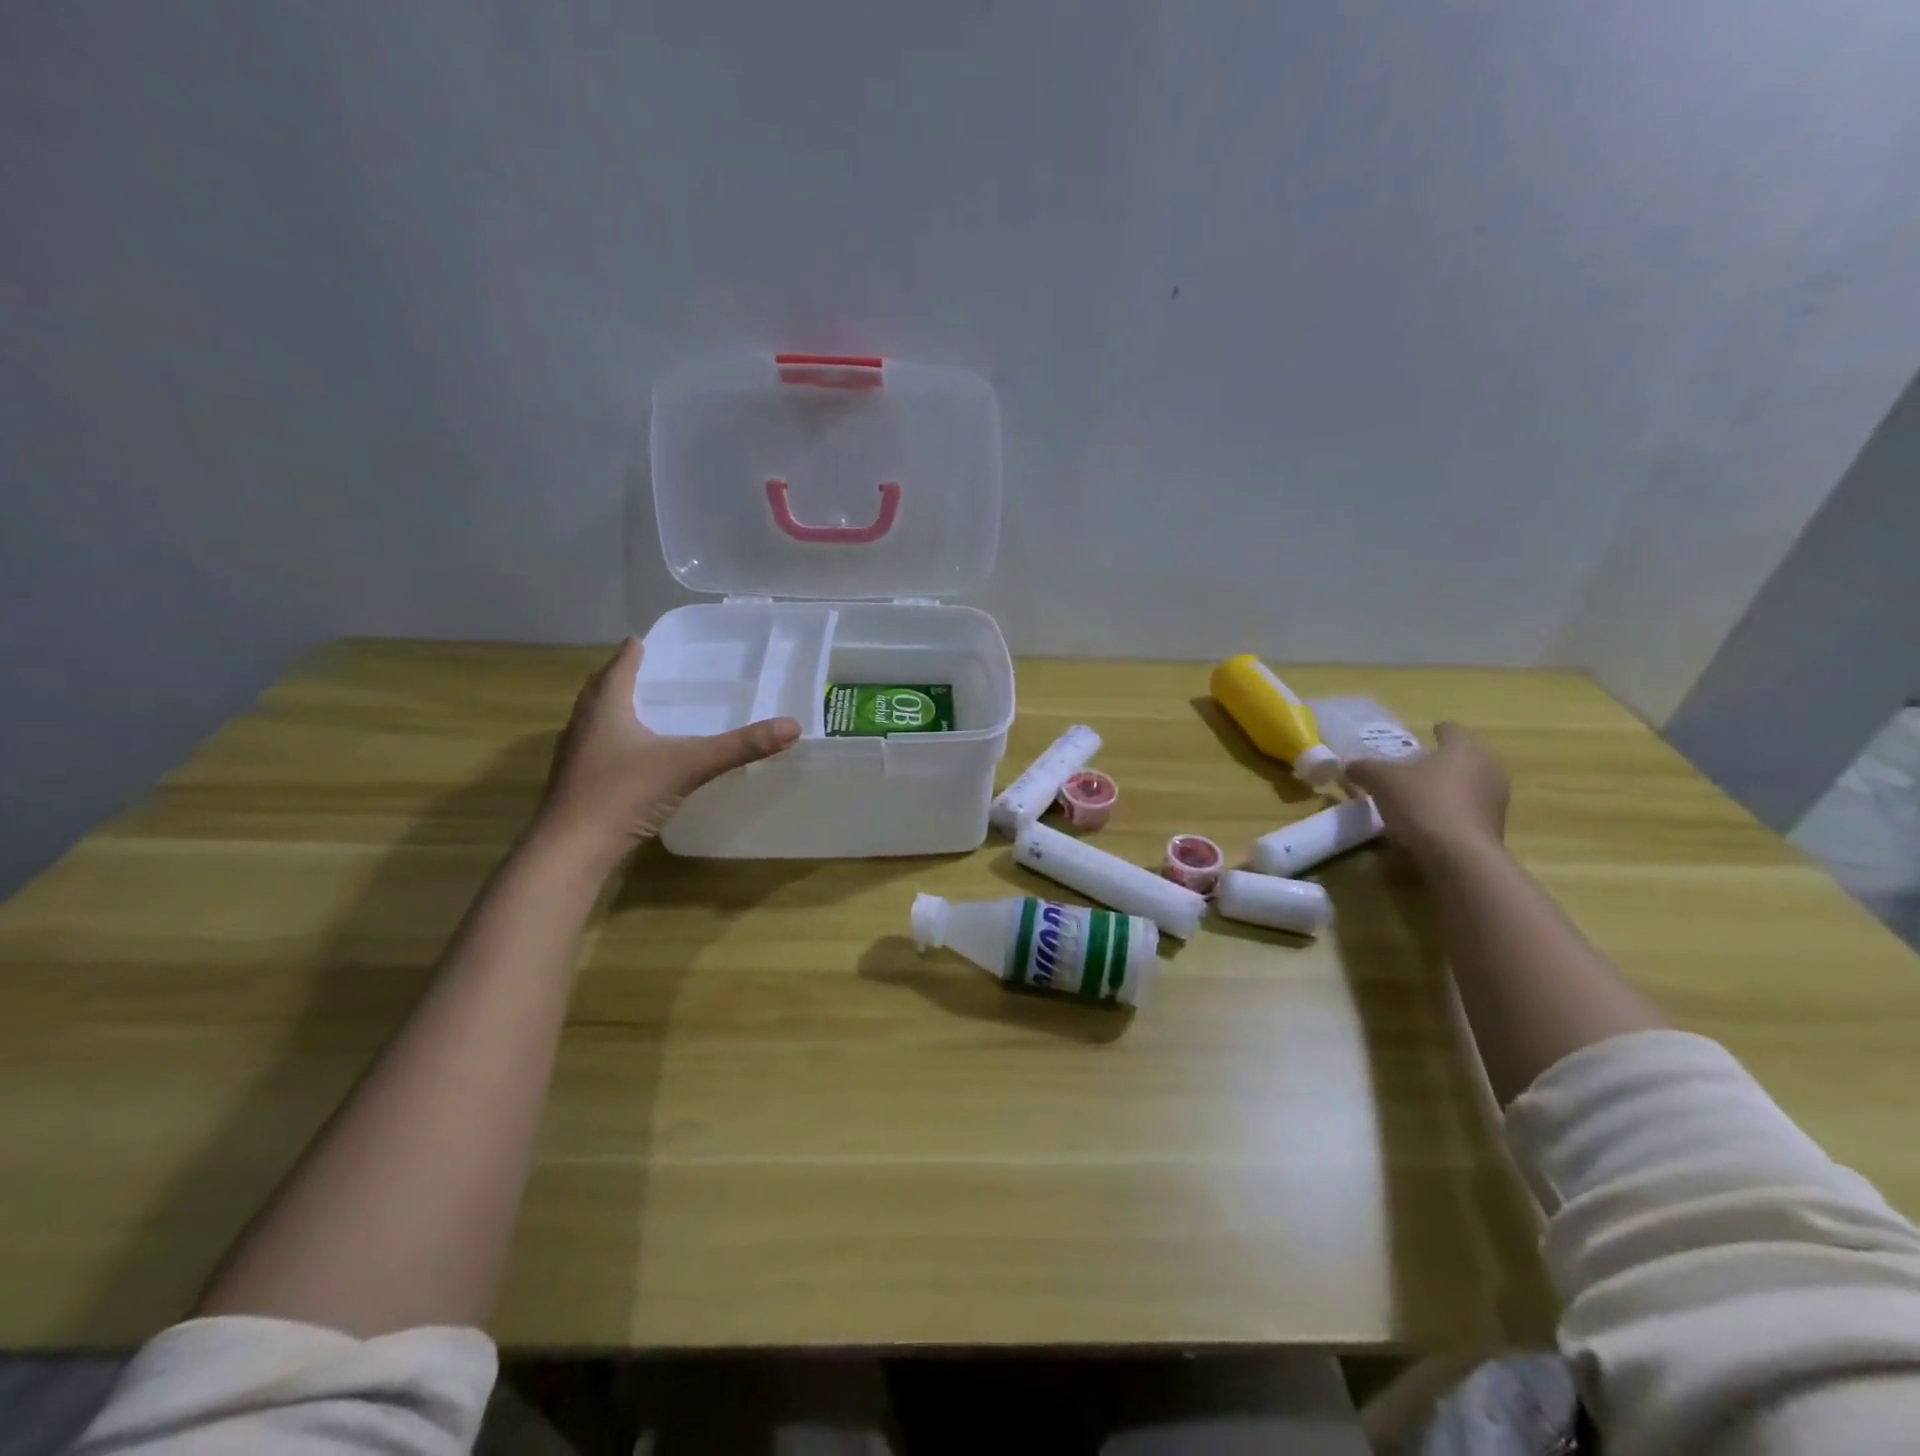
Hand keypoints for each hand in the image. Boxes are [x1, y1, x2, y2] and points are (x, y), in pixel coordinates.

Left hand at [533, 639, 800, 866]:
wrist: (571, 853)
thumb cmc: (623, 795)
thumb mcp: (689, 765)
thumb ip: (740, 746)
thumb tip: (792, 726)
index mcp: (606, 709)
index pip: (619, 668)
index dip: (633, 652)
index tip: (643, 640)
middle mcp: (584, 726)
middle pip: (600, 691)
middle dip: (620, 678)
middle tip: (645, 670)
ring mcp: (575, 759)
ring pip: (594, 722)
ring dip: (613, 710)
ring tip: (641, 709)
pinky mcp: (577, 787)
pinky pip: (597, 751)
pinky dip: (614, 743)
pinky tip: (634, 758)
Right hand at [1343, 721, 1508, 863]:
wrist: (1459, 857)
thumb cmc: (1422, 804)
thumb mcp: (1381, 781)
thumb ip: (1364, 768)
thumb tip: (1351, 766)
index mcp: (1464, 748)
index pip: (1451, 729)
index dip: (1436, 731)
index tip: (1425, 735)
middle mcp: (1488, 767)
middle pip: (1464, 756)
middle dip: (1443, 760)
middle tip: (1416, 767)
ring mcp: (1497, 799)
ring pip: (1470, 783)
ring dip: (1450, 787)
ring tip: (1421, 796)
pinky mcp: (1496, 827)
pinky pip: (1471, 809)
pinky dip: (1454, 810)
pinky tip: (1431, 821)